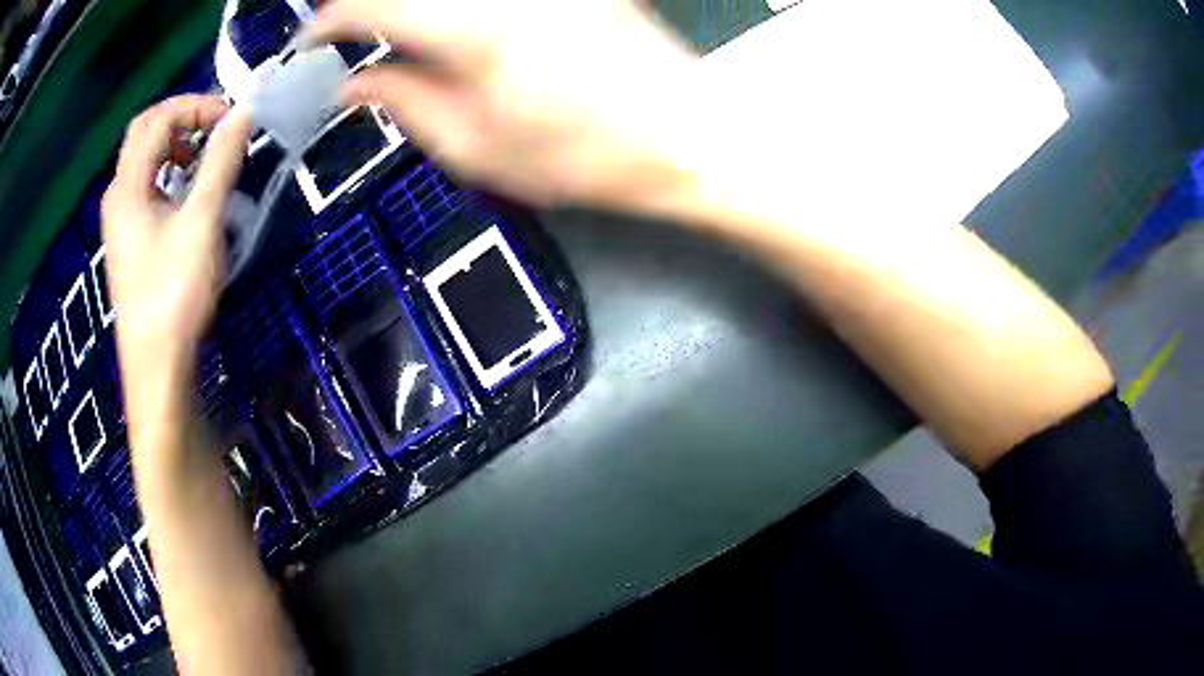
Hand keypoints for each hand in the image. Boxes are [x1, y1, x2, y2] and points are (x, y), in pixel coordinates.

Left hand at [101, 95, 250, 389]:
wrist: (156, 368)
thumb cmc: (174, 294)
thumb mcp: (201, 222)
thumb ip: (220, 162)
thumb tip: (243, 113)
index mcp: (127, 186)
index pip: (158, 118)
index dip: (196, 106)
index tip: (231, 120)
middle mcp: (118, 195)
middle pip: (145, 132)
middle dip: (182, 119)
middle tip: (215, 129)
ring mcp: (120, 221)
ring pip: (143, 160)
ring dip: (175, 145)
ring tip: (205, 160)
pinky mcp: (128, 242)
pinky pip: (145, 188)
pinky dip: (169, 174)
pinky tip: (187, 196)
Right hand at [304, 0, 703, 208]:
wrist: (685, 134)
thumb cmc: (585, 156)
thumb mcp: (476, 149)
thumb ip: (404, 104)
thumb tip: (354, 84)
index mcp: (472, 29)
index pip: (369, 5)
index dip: (327, 23)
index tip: (309, 45)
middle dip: (362, 9)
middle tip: (346, 39)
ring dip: (405, 9)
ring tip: (391, 39)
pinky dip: (447, 11)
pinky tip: (445, 31)